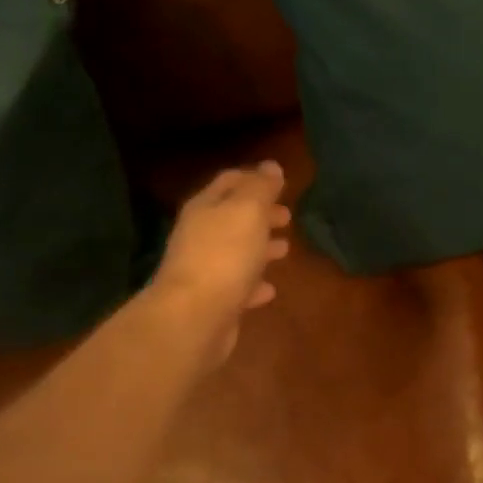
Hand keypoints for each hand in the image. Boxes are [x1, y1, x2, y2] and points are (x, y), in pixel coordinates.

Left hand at [150, 161, 292, 366]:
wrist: (194, 317)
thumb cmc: (224, 255)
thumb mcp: (248, 211)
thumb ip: (261, 188)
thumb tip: (271, 166)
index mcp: (206, 207)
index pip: (229, 182)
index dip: (253, 178)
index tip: (278, 182)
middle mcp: (200, 235)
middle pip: (233, 217)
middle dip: (260, 214)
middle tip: (287, 216)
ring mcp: (205, 270)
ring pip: (236, 252)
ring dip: (260, 248)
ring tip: (285, 249)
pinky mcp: (214, 302)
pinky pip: (238, 287)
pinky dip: (254, 283)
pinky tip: (270, 289)